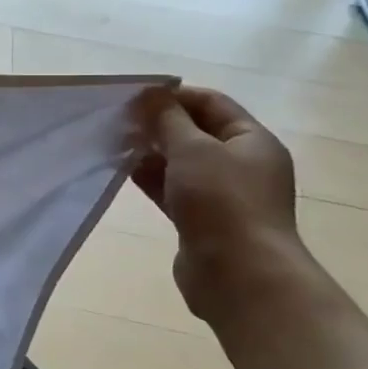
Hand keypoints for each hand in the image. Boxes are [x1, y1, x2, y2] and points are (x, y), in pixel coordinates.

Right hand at [133, 86, 306, 323]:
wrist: (238, 274)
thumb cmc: (222, 202)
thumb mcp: (193, 150)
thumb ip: (168, 119)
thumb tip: (151, 94)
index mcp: (252, 141)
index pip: (212, 103)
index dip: (175, 96)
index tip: (135, 97)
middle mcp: (241, 164)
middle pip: (196, 132)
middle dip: (159, 124)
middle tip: (120, 120)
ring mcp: (222, 194)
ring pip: (181, 162)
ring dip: (151, 152)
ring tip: (116, 144)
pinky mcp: (201, 220)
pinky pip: (173, 189)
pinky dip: (151, 178)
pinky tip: (124, 171)